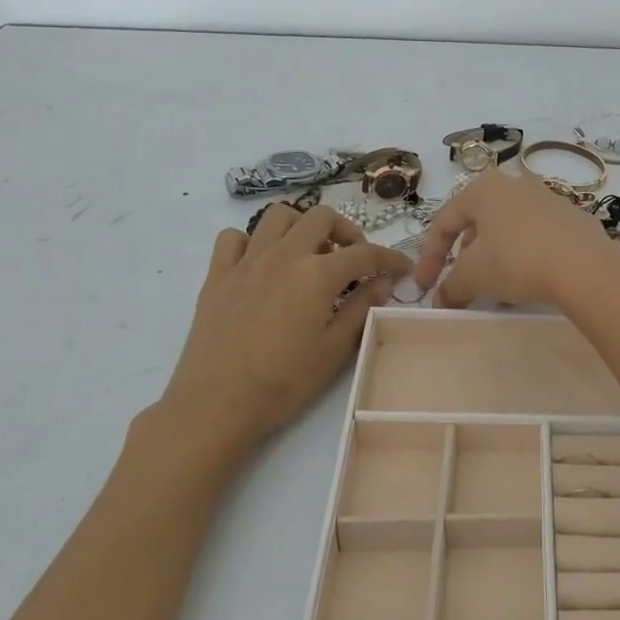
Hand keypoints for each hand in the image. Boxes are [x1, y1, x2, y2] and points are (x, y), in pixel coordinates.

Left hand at [139, 203, 412, 473]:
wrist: (217, 404)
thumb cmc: (283, 382)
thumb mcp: (334, 350)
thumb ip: (361, 308)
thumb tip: (383, 283)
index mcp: (316, 274)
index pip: (365, 254)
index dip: (389, 259)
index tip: (403, 268)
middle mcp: (283, 255)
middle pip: (322, 218)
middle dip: (347, 231)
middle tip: (354, 258)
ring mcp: (246, 261)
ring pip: (278, 216)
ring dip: (301, 226)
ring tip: (309, 252)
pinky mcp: (217, 275)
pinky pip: (233, 238)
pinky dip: (252, 242)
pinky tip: (261, 264)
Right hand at [412, 167, 619, 309]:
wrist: (585, 267)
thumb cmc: (517, 261)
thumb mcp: (473, 276)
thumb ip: (450, 287)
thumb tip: (441, 300)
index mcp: (483, 188)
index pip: (444, 222)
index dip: (430, 257)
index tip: (426, 287)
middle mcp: (514, 184)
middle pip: (477, 223)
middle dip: (464, 256)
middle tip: (461, 283)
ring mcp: (547, 198)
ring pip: (507, 229)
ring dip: (494, 257)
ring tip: (494, 286)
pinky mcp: (572, 218)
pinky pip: (535, 236)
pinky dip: (522, 256)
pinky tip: (527, 280)